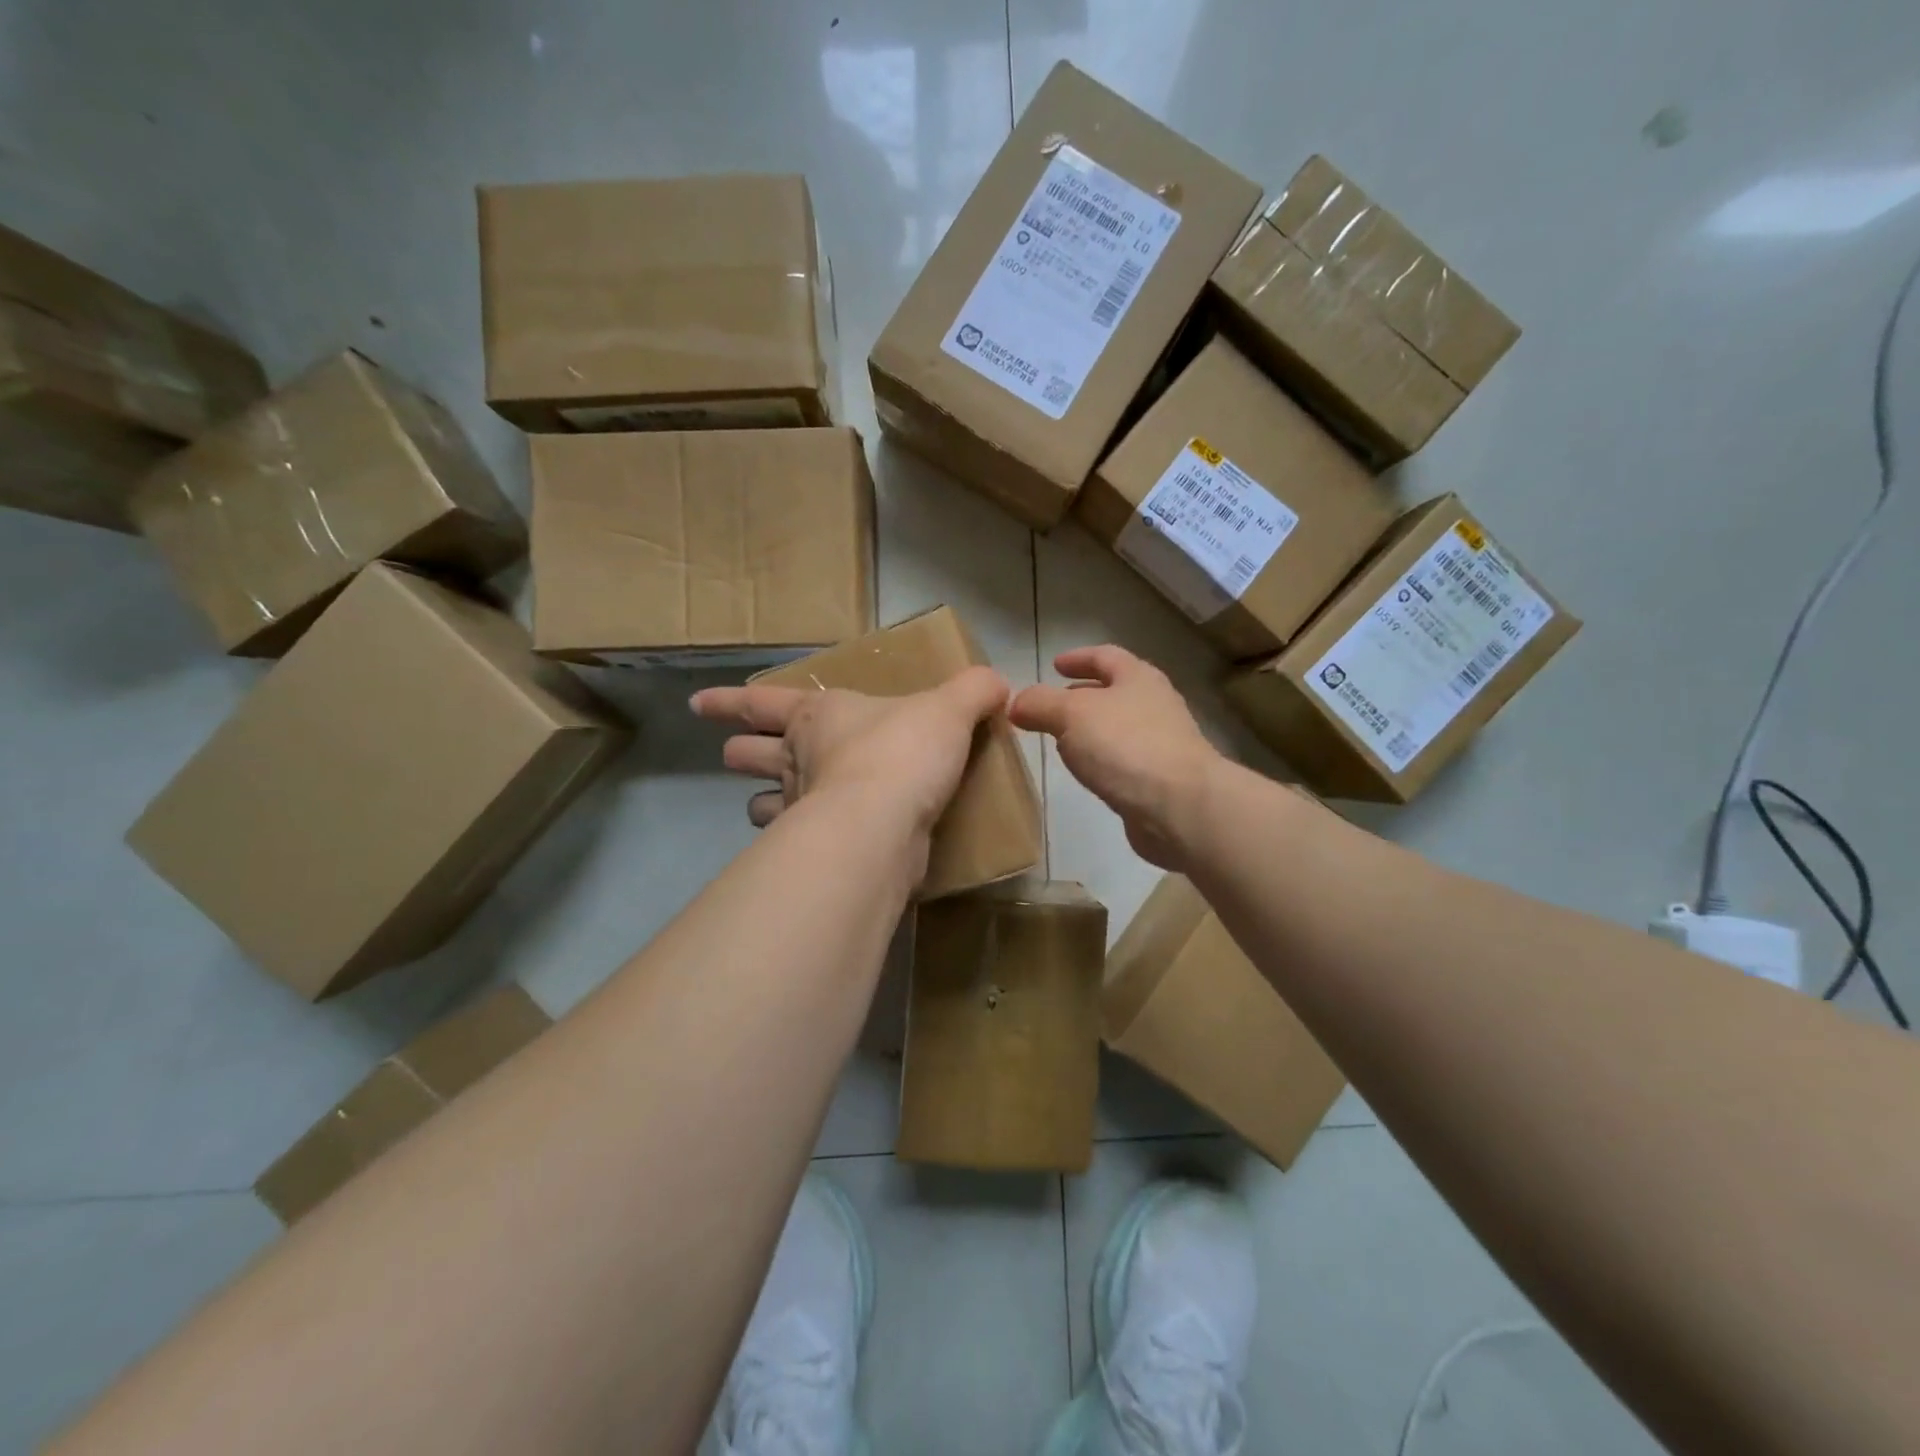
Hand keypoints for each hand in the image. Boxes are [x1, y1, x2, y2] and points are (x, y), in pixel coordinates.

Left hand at [691, 665, 1009, 850]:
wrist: (883, 822)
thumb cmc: (904, 752)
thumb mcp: (949, 709)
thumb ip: (973, 692)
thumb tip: (997, 682)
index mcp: (817, 716)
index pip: (758, 702)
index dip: (726, 702)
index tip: (695, 705)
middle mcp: (796, 759)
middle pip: (749, 753)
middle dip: (740, 752)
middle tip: (733, 754)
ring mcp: (798, 807)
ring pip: (761, 804)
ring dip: (762, 804)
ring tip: (767, 806)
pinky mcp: (814, 849)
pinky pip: (793, 844)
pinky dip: (794, 844)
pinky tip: (809, 846)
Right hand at [1009, 646, 1222, 868]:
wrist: (1179, 806)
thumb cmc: (1125, 746)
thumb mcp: (1071, 715)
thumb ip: (1040, 704)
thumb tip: (1017, 703)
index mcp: (1138, 678)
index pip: (1106, 656)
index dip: (1078, 657)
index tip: (1054, 665)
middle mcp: (1155, 704)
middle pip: (1116, 691)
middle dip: (1083, 695)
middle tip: (1053, 706)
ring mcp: (1163, 743)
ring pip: (1120, 727)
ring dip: (1092, 729)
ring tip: (1063, 740)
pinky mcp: (1161, 780)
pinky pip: (1125, 760)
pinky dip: (1103, 759)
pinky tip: (1087, 772)